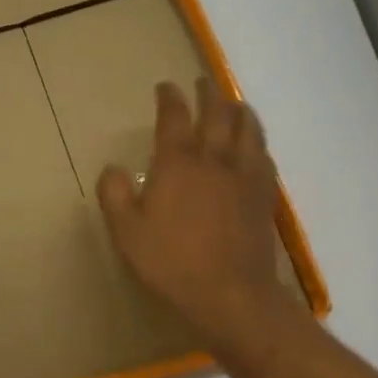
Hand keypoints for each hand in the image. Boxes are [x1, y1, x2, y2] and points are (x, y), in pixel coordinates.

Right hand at [97, 79, 305, 357]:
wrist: (230, 294)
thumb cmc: (171, 263)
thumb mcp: (126, 233)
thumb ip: (115, 196)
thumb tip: (113, 169)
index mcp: (177, 166)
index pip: (174, 119)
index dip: (170, 99)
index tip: (166, 87)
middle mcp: (214, 161)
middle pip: (217, 116)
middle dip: (209, 94)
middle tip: (203, 83)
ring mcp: (244, 178)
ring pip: (247, 131)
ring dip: (239, 111)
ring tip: (234, 103)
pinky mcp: (264, 197)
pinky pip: (264, 157)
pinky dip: (257, 142)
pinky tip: (255, 146)